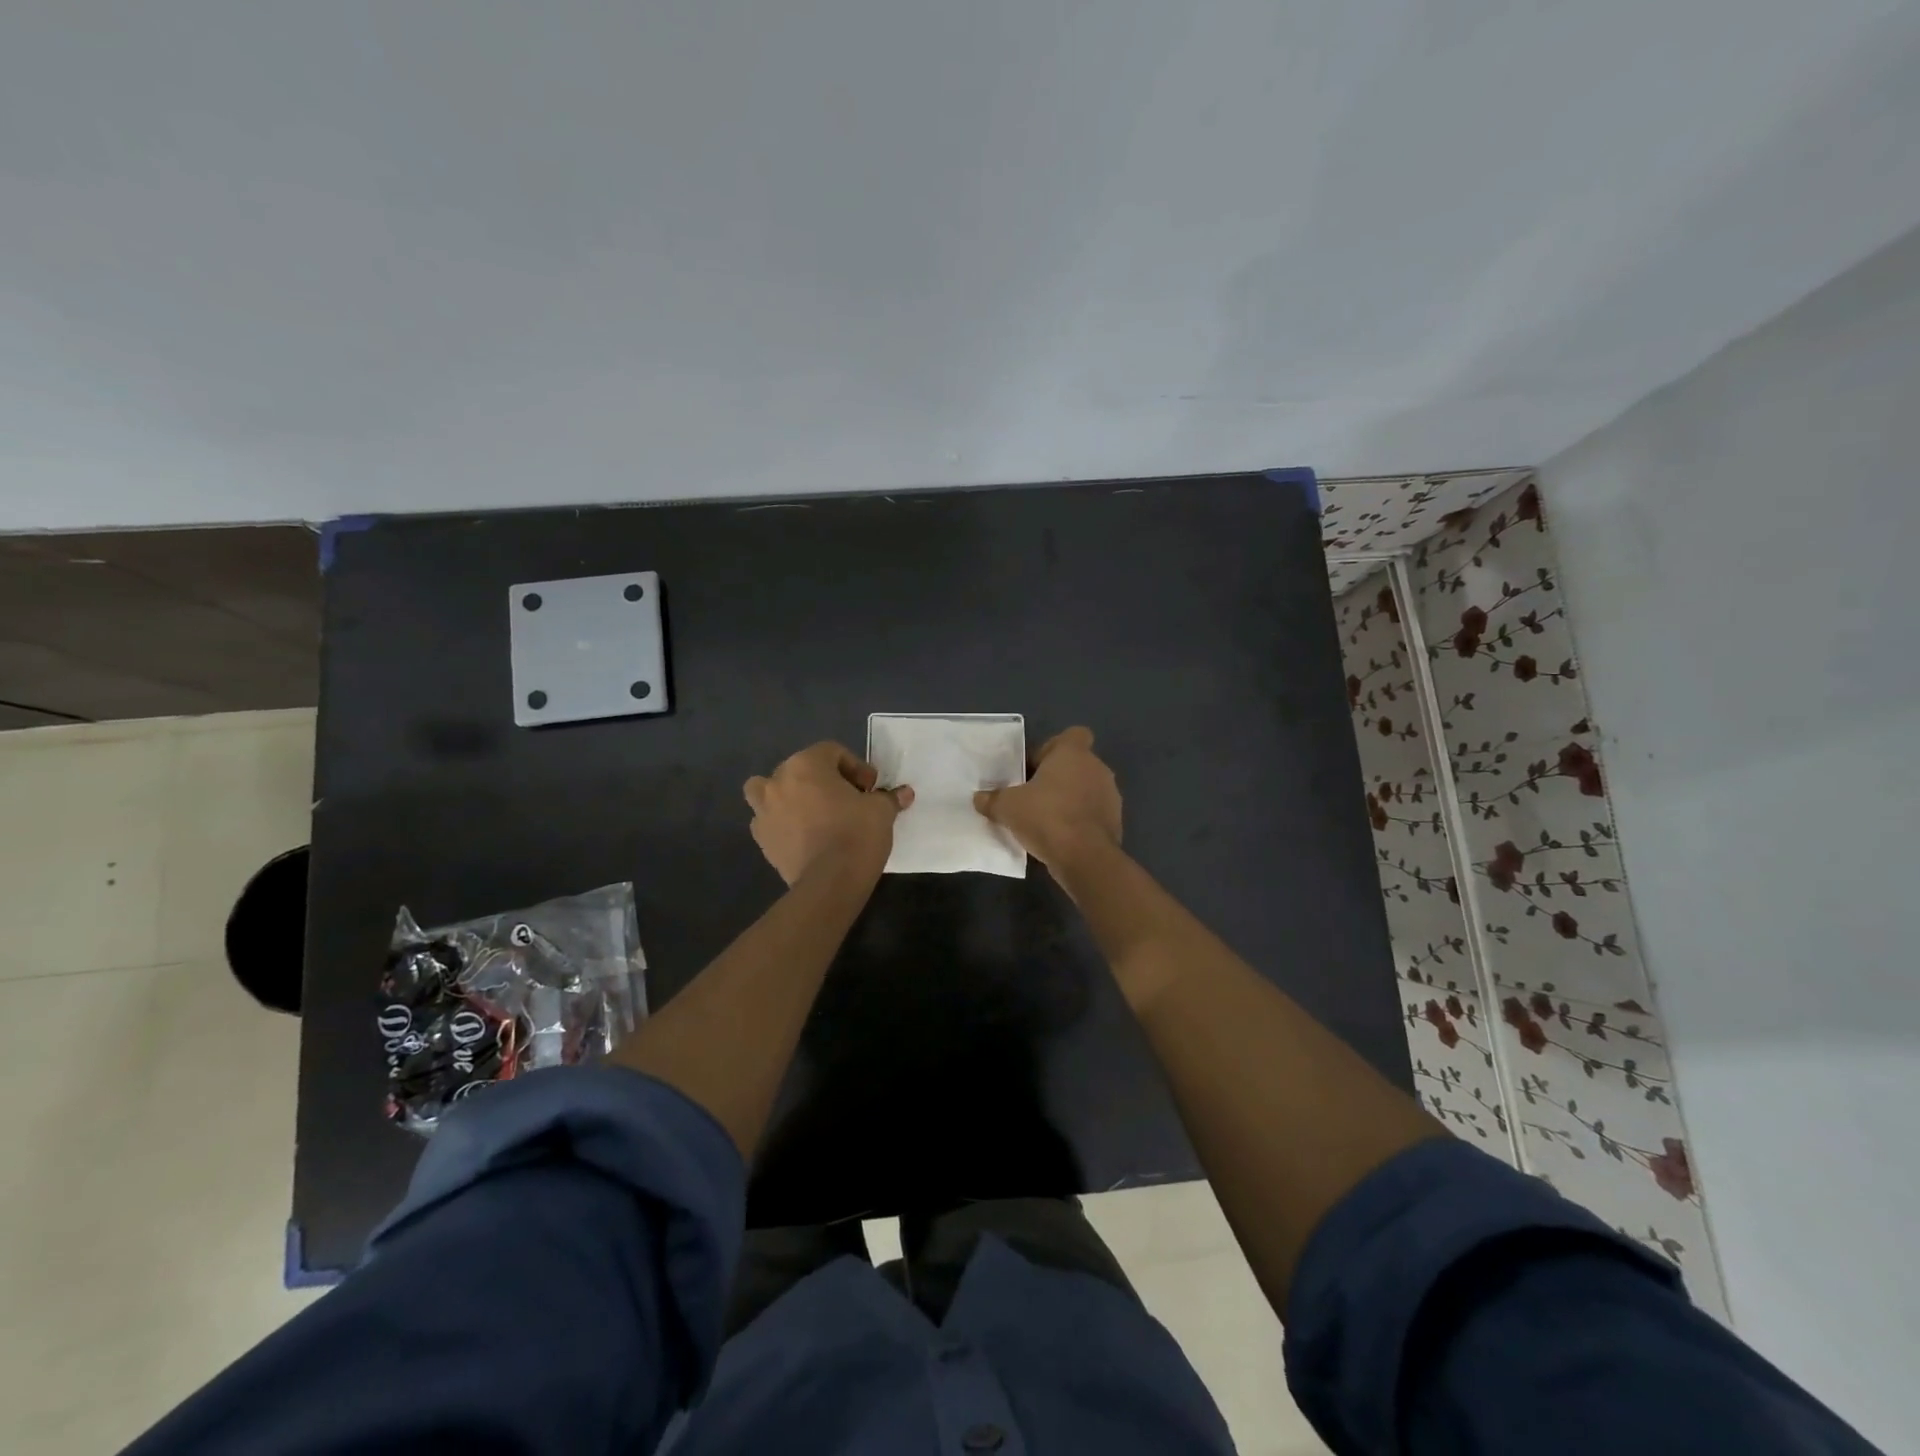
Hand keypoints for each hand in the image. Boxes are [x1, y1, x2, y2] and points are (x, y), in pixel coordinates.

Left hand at [744, 742, 913, 885]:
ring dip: (789, 796)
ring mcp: (764, 811)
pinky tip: (804, 837)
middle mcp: (778, 781)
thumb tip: (904, 793)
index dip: (856, 767)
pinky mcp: (762, 839)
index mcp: (805, 765)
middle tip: (848, 800)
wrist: (830, 882)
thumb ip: (888, 797)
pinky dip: (782, 823)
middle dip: (824, 780)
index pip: (832, 752)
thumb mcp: (881, 811)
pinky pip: (769, 821)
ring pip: (769, 791)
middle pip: (801, 769)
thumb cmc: (856, 834)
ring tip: (813, 814)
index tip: (871, 788)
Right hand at [973, 726, 1120, 867]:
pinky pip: (1092, 814)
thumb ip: (992, 799)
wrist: (1085, 858)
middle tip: (1032, 796)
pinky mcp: (1115, 822)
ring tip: (1044, 820)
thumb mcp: (1008, 807)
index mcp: (1074, 754)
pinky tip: (1060, 838)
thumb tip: (979, 798)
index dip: (1053, 748)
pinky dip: (1079, 821)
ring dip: (1068, 800)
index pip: (1073, 735)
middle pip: (1076, 764)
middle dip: (1056, 778)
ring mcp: (1110, 796)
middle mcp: (1097, 768)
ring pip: (1086, 790)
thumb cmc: (1046, 817)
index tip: (1035, 767)